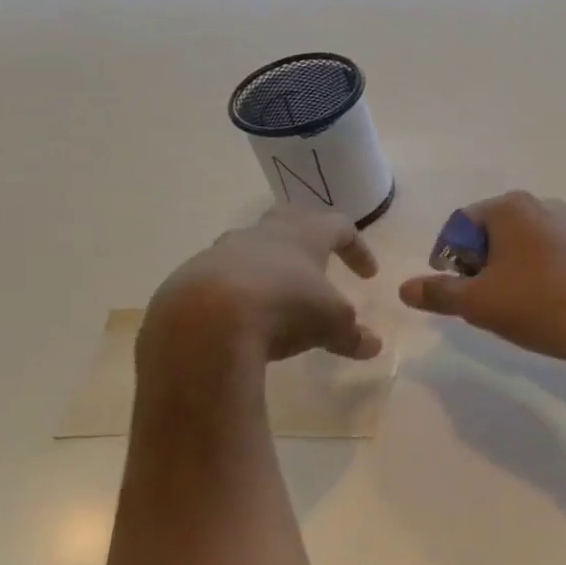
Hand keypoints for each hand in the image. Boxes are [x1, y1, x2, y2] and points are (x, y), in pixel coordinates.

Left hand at [139, 206, 381, 394]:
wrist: (206, 321)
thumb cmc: (284, 309)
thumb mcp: (331, 325)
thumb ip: (353, 334)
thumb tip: (373, 346)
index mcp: (304, 235)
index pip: (339, 227)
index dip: (357, 248)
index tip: (367, 275)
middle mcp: (264, 233)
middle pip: (291, 218)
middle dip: (309, 236)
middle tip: (320, 259)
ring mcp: (223, 251)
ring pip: (252, 246)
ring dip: (270, 264)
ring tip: (279, 293)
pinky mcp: (192, 276)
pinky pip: (222, 275)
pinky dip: (238, 290)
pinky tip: (242, 317)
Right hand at [399, 192, 565, 366]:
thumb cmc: (536, 305)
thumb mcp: (477, 303)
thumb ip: (438, 292)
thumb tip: (405, 289)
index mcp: (510, 207)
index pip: (460, 225)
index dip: (448, 258)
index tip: (455, 290)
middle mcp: (541, 203)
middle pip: (491, 232)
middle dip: (479, 265)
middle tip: (481, 301)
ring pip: (521, 244)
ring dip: (507, 270)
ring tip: (512, 305)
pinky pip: (548, 253)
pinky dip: (535, 273)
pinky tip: (542, 302)